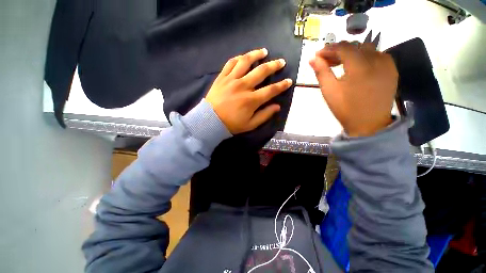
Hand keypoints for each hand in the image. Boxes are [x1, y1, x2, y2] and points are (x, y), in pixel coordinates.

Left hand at [206, 49, 292, 133]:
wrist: (210, 120)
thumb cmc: (231, 124)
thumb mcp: (250, 124)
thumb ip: (265, 115)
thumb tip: (277, 107)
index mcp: (252, 100)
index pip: (271, 90)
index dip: (282, 85)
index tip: (289, 81)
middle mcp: (243, 86)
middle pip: (261, 71)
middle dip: (274, 65)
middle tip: (281, 62)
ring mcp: (231, 79)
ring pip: (246, 61)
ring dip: (256, 54)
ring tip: (264, 51)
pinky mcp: (222, 77)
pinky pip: (230, 63)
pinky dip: (239, 58)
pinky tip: (244, 57)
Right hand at [310, 42, 397, 136]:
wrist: (369, 124)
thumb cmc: (345, 109)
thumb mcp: (329, 91)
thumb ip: (321, 72)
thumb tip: (313, 58)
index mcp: (360, 66)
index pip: (343, 47)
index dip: (329, 49)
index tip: (318, 55)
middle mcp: (376, 59)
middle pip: (355, 46)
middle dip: (339, 51)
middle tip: (326, 61)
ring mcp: (387, 63)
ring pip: (366, 49)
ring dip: (351, 53)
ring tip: (340, 63)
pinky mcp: (392, 69)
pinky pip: (376, 55)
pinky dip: (364, 57)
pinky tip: (356, 67)